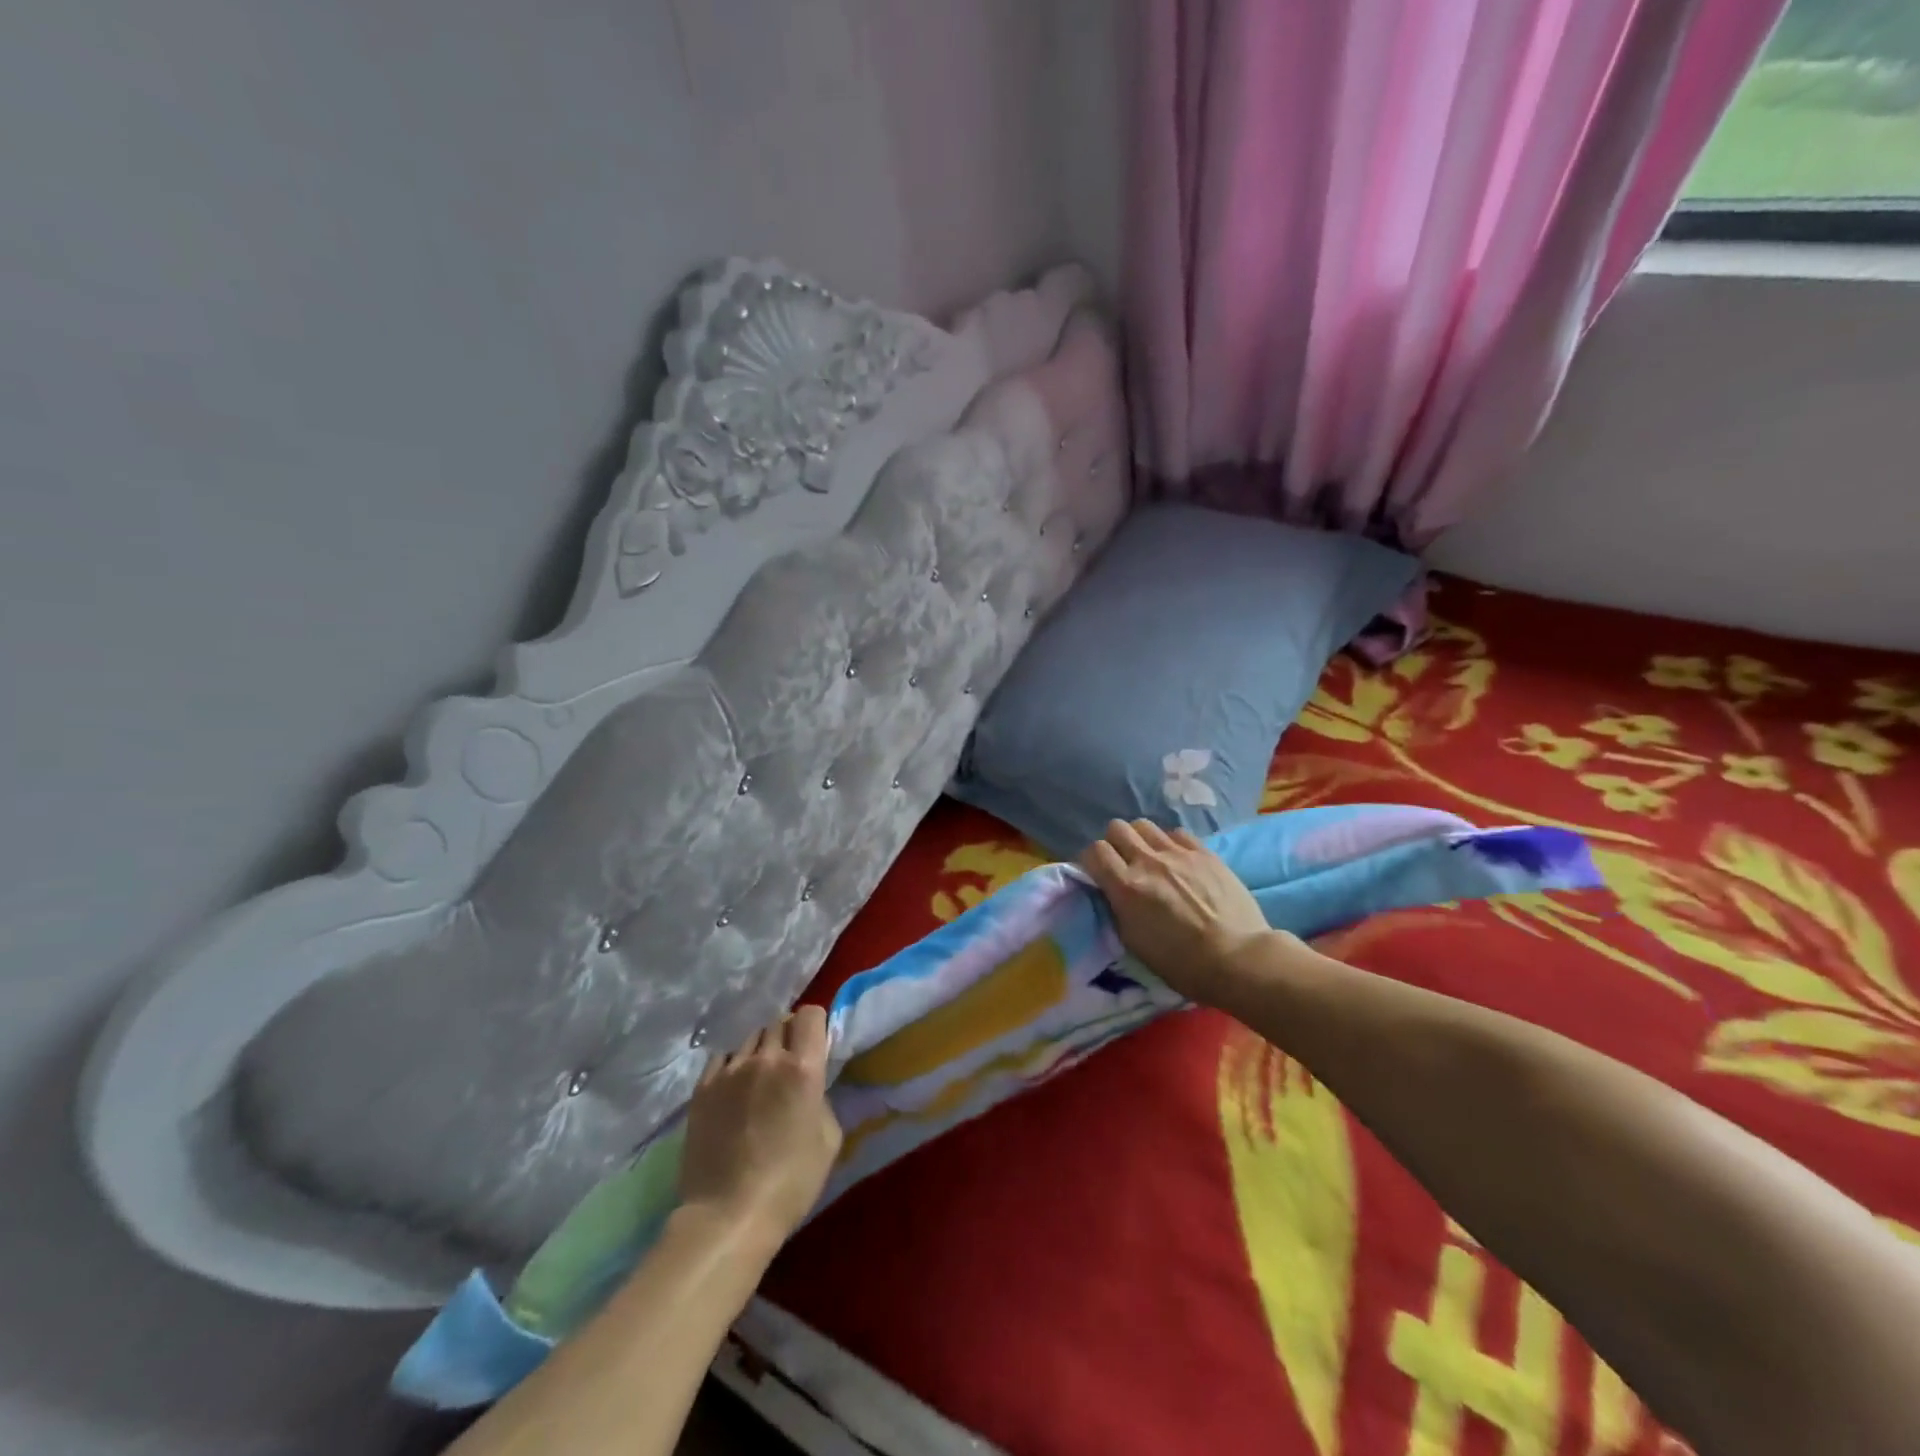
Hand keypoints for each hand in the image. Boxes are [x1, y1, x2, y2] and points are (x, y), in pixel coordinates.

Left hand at [678, 1005, 842, 1242]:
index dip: (814, 1025)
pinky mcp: (702, 1088)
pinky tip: (734, 1090)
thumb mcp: (828, 1140)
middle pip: (779, 1023)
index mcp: (802, 1068)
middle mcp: (766, 1058)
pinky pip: (722, 1058)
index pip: (810, 1014)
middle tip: (789, 1066)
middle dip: (788, 1037)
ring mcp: (729, 1070)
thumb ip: (822, 1098)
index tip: (815, 1046)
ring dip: (761, 1051)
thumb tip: (811, 1086)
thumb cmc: (790, 1183)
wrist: (727, 1216)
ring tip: (759, 1079)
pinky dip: (733, 1065)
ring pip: (750, 1039)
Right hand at [1080, 819, 1278, 1005]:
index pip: (1094, 851)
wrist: (1237, 958)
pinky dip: (1170, 842)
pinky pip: (1176, 833)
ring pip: (1144, 825)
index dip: (1091, 861)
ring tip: (1149, 858)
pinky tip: (1177, 860)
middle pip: (1117, 828)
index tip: (1097, 874)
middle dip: (1114, 844)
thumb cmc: (1182, 963)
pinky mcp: (1204, 852)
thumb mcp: (1134, 942)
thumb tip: (1111, 891)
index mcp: (1126, 887)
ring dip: (1140, 839)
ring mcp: (1178, 853)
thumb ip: (1117, 908)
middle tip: (1123, 863)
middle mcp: (1147, 861)